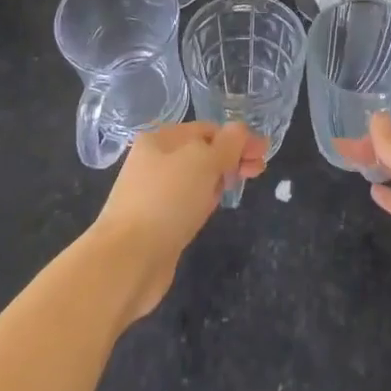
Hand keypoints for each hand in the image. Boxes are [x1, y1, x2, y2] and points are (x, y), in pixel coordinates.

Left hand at [90, 120, 266, 321]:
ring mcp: (153, 194)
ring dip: (218, 179)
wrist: (127, 261)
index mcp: (160, 139)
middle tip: (258, 170)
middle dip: (231, 157)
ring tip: (238, 186)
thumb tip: (240, 131)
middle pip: (202, 153)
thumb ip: (228, 143)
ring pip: (195, 179)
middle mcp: (154, 161)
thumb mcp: (204, 162)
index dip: (237, 138)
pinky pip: (187, 203)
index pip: (207, 129)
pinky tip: (212, 209)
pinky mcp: (157, 223)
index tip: (263, 153)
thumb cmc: (167, 200)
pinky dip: (203, 202)